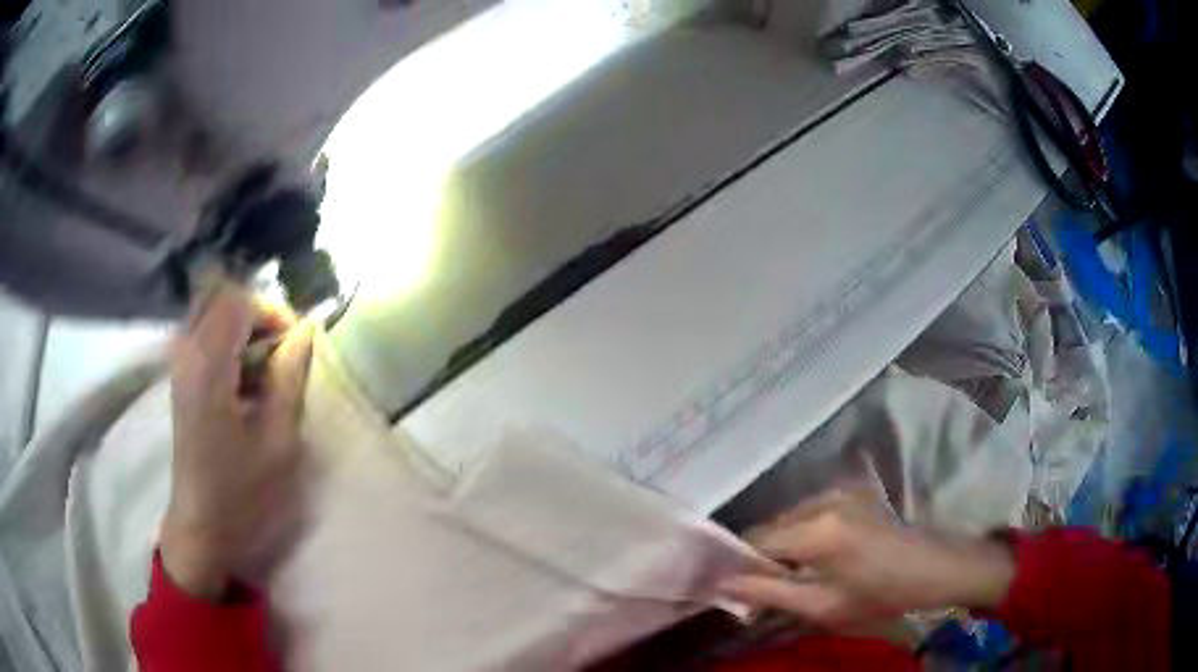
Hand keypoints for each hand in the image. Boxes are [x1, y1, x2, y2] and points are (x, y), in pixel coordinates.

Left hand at [161, 283, 313, 598]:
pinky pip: (203, 334)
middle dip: (256, 312)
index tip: (297, 344)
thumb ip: (290, 378)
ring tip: (265, 365)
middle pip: (220, 296)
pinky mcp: (180, 378)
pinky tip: (244, 380)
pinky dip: (228, 341)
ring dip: (242, 326)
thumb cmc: (242, 492)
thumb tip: (305, 332)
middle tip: (280, 347)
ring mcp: (179, 365)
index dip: (273, 311)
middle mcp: (187, 354)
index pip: (238, 302)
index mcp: (209, 367)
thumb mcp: (278, 441)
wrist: (202, 527)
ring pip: (210, 312)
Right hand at [718, 489, 1014, 627]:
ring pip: (786, 521)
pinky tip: (809, 560)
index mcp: (815, 530)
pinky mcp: (848, 495)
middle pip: (769, 528)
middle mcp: (821, 501)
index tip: (728, 588)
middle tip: (758, 589)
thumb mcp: (821, 606)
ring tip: (785, 578)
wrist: (932, 569)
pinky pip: (805, 515)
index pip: (754, 542)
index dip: (737, 565)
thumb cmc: (879, 594)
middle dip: (758, 557)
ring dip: (778, 548)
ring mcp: (836, 493)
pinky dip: (797, 537)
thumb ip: (768, 593)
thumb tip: (722, 585)